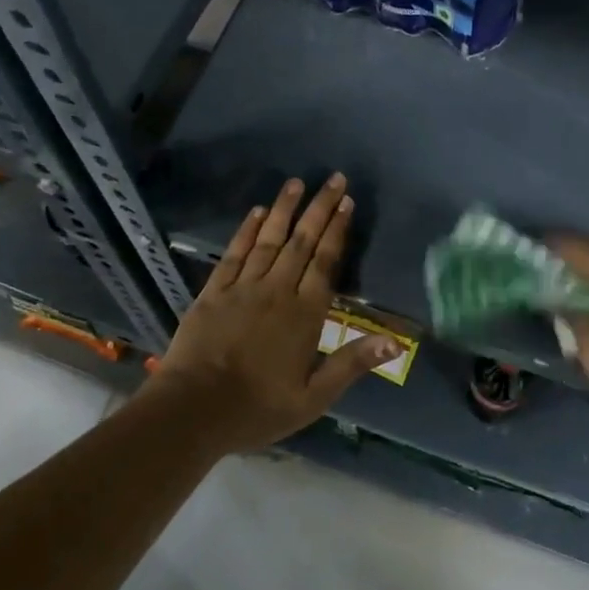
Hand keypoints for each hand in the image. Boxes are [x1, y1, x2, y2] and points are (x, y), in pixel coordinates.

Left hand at [155, 174, 400, 452]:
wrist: (194, 410)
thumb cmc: (258, 408)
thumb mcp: (314, 397)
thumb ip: (352, 363)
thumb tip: (394, 341)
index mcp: (305, 315)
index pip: (325, 262)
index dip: (337, 231)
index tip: (347, 203)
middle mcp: (277, 291)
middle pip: (302, 242)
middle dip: (319, 208)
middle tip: (334, 179)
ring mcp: (243, 288)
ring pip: (269, 240)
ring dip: (285, 209)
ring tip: (297, 182)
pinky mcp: (214, 291)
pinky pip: (234, 253)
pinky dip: (247, 231)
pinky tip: (257, 213)